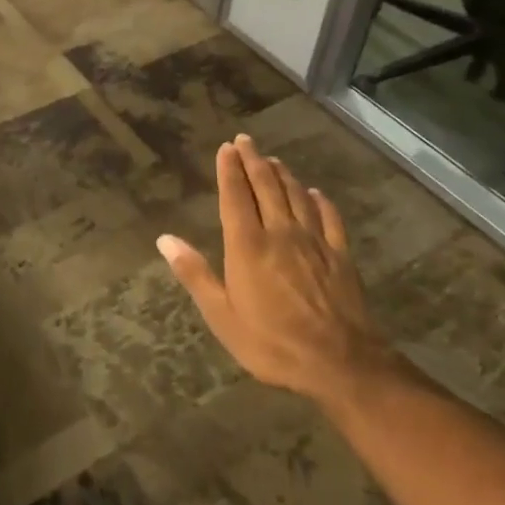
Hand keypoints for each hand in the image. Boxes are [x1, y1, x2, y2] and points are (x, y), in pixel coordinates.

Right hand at [157, 135, 398, 411]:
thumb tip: (164, 239)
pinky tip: (316, 193)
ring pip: (296, 196)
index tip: (226, 148)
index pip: (235, 196)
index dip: (230, 170)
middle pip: (266, 187)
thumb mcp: (222, 316)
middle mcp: (280, 233)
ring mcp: (313, 242)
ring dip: (283, 175)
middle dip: (253, 161)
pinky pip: (329, 218)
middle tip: (245, 140)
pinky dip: (320, 201)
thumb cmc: (272, 342)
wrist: (340, 363)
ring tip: (273, 160)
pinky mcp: (340, 256)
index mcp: (248, 245)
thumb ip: (195, 274)